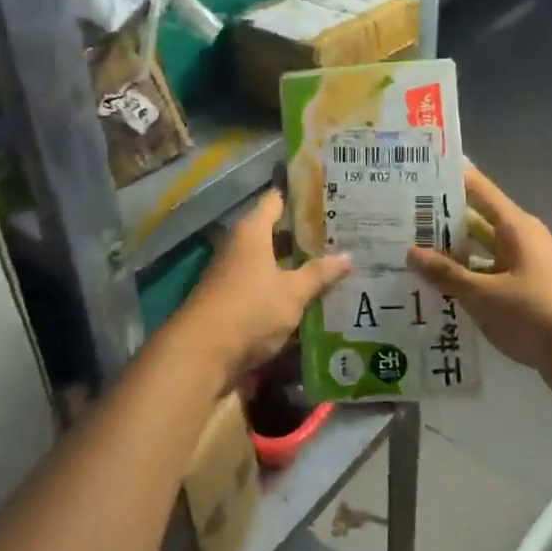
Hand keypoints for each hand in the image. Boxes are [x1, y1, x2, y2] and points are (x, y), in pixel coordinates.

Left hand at [179, 189, 352, 384]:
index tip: (327, 195)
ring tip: (333, 265)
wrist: (203, 355)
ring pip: (271, 263)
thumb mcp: (293, 292)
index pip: (275, 201)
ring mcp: (232, 276)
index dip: (299, 197)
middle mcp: (239, 248)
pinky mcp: (232, 302)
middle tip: (341, 235)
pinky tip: (310, 297)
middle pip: (274, 233)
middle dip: (304, 236)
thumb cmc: (251, 309)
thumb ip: (319, 274)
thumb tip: (348, 257)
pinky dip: (284, 288)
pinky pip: (264, 287)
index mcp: (252, 232)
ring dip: (295, 266)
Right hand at [408, 165, 551, 399]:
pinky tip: (435, 290)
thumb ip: (447, 274)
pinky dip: (465, 281)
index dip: (450, 178)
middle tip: (399, 219)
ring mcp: (524, 268)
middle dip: (440, 221)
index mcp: (515, 227)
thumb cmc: (535, 313)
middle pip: (475, 222)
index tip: (418, 171)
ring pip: (480, 253)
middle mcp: (521, 241)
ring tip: (408, 255)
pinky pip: (488, 278)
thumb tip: (412, 253)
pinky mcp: (525, 294)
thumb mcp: (484, 294)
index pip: (478, 189)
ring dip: (450, 256)